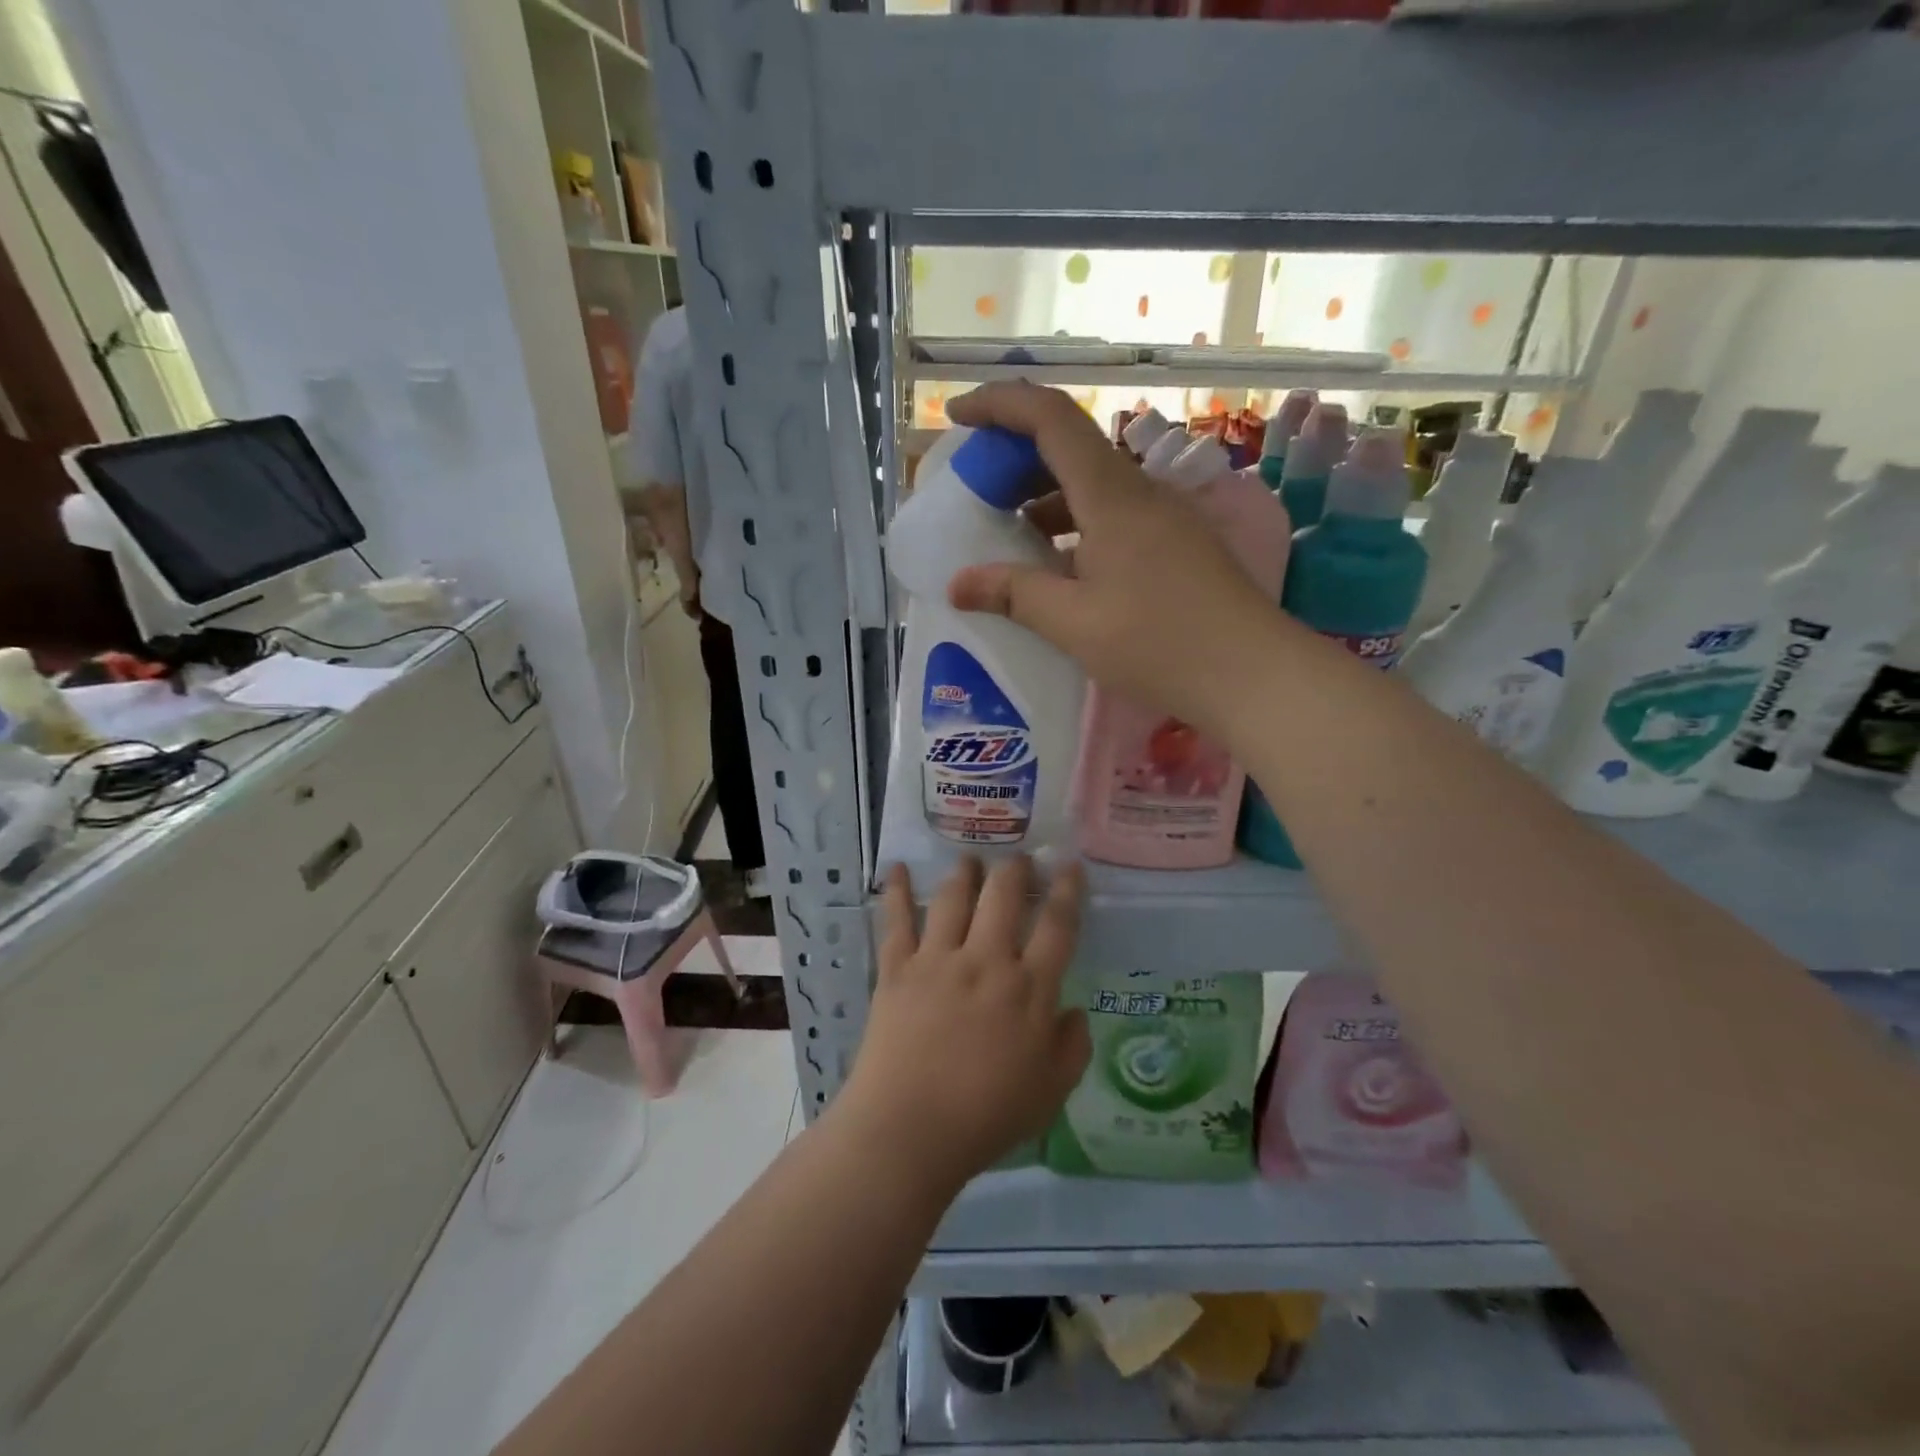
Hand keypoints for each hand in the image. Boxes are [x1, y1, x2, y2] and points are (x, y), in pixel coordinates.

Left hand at [839, 858, 1090, 1193]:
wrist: (909, 1129)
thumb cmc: (986, 1116)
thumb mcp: (1050, 1092)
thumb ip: (1072, 1048)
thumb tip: (1074, 1010)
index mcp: (1029, 989)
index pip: (1057, 925)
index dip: (1067, 890)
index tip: (1070, 866)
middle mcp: (986, 961)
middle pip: (1004, 896)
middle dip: (1015, 869)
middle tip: (1018, 858)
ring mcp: (938, 959)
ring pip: (954, 898)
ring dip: (965, 872)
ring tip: (971, 859)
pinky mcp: (897, 968)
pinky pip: (897, 920)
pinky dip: (897, 890)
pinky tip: (897, 867)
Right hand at [945, 382, 1286, 741]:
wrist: (1253, 675)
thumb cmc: (1159, 643)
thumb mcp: (1074, 622)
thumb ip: (1014, 594)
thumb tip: (957, 585)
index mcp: (1112, 494)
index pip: (1050, 418)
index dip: (1000, 404)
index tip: (958, 417)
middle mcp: (1140, 492)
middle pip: (1071, 447)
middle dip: (1016, 457)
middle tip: (977, 490)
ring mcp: (1164, 517)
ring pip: (1093, 485)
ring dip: (1045, 497)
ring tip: (1008, 534)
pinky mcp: (1177, 545)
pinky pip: (1114, 516)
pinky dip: (1075, 526)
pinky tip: (1059, 566)